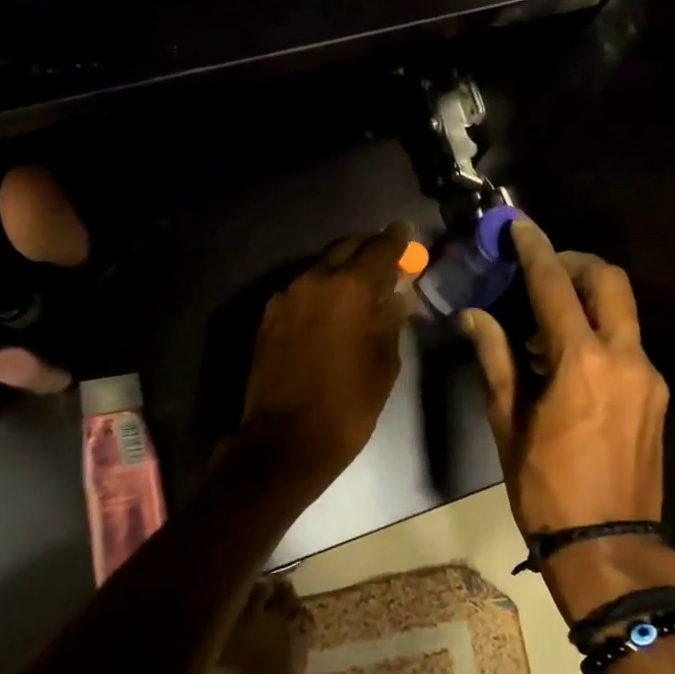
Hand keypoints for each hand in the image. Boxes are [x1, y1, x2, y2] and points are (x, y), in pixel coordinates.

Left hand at [237, 223, 412, 493]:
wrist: (286, 439)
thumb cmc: (348, 404)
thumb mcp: (385, 363)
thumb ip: (390, 319)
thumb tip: (396, 296)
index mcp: (350, 287)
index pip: (380, 248)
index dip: (397, 240)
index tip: (406, 234)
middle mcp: (315, 280)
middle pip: (346, 247)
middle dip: (368, 249)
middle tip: (386, 259)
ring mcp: (286, 296)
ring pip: (320, 268)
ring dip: (341, 270)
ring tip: (359, 287)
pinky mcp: (269, 316)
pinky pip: (301, 290)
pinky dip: (320, 291)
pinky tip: (330, 310)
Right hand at [464, 219, 670, 534]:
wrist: (608, 545)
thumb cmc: (545, 489)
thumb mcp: (509, 425)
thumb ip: (496, 361)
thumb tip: (476, 317)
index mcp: (580, 362)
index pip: (555, 286)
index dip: (535, 248)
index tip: (519, 224)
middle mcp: (625, 357)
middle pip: (609, 280)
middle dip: (575, 262)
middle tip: (542, 269)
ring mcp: (649, 376)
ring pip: (623, 311)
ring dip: (588, 298)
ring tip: (548, 323)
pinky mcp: (658, 396)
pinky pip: (629, 344)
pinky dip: (601, 333)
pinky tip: (572, 361)